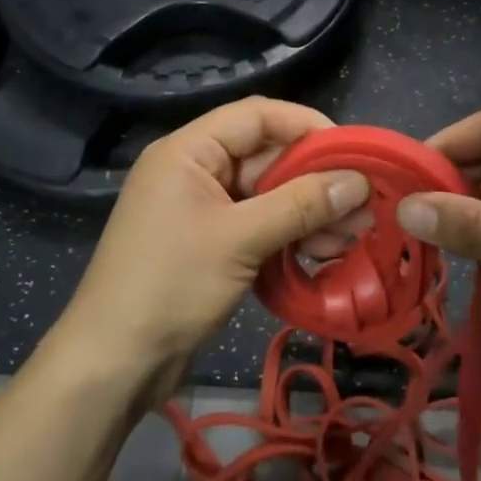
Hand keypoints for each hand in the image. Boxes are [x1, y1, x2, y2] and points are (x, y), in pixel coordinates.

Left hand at [58, 98, 369, 404]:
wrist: (115, 363)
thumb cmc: (170, 286)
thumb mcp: (240, 240)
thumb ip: (300, 205)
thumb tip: (359, 181)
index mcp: (189, 151)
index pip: (257, 117)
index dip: (307, 127)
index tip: (353, 151)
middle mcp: (196, 171)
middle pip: (266, 157)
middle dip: (316, 179)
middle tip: (365, 202)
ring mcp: (203, 209)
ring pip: (268, 195)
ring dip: (310, 211)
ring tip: (356, 233)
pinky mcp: (211, 243)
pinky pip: (259, 225)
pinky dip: (291, 234)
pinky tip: (327, 251)